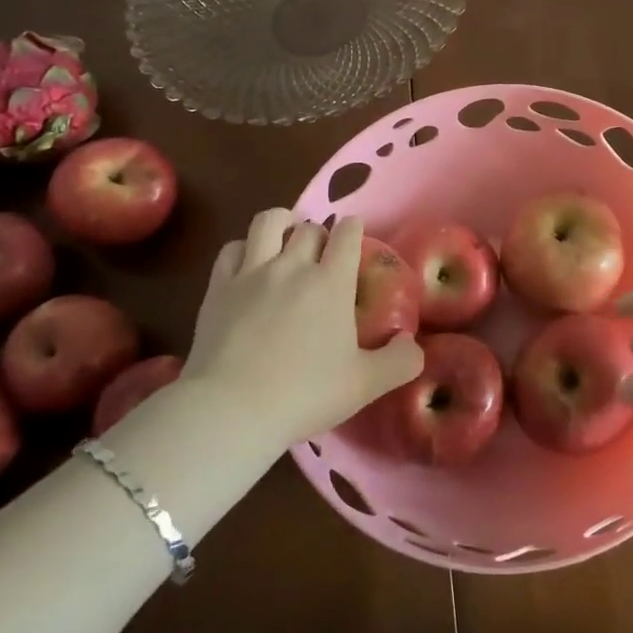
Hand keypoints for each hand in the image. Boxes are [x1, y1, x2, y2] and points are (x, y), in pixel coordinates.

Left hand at [183, 210, 422, 453]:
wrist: (231, 409)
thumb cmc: (304, 395)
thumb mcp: (365, 385)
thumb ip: (400, 362)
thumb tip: (413, 345)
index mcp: (331, 282)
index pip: (347, 233)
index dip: (353, 229)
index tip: (354, 237)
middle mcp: (293, 265)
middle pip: (310, 228)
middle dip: (319, 234)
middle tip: (321, 255)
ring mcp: (252, 272)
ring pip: (269, 222)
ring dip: (282, 223)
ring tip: (285, 238)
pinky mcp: (219, 286)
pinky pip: (232, 248)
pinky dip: (245, 248)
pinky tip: (248, 264)